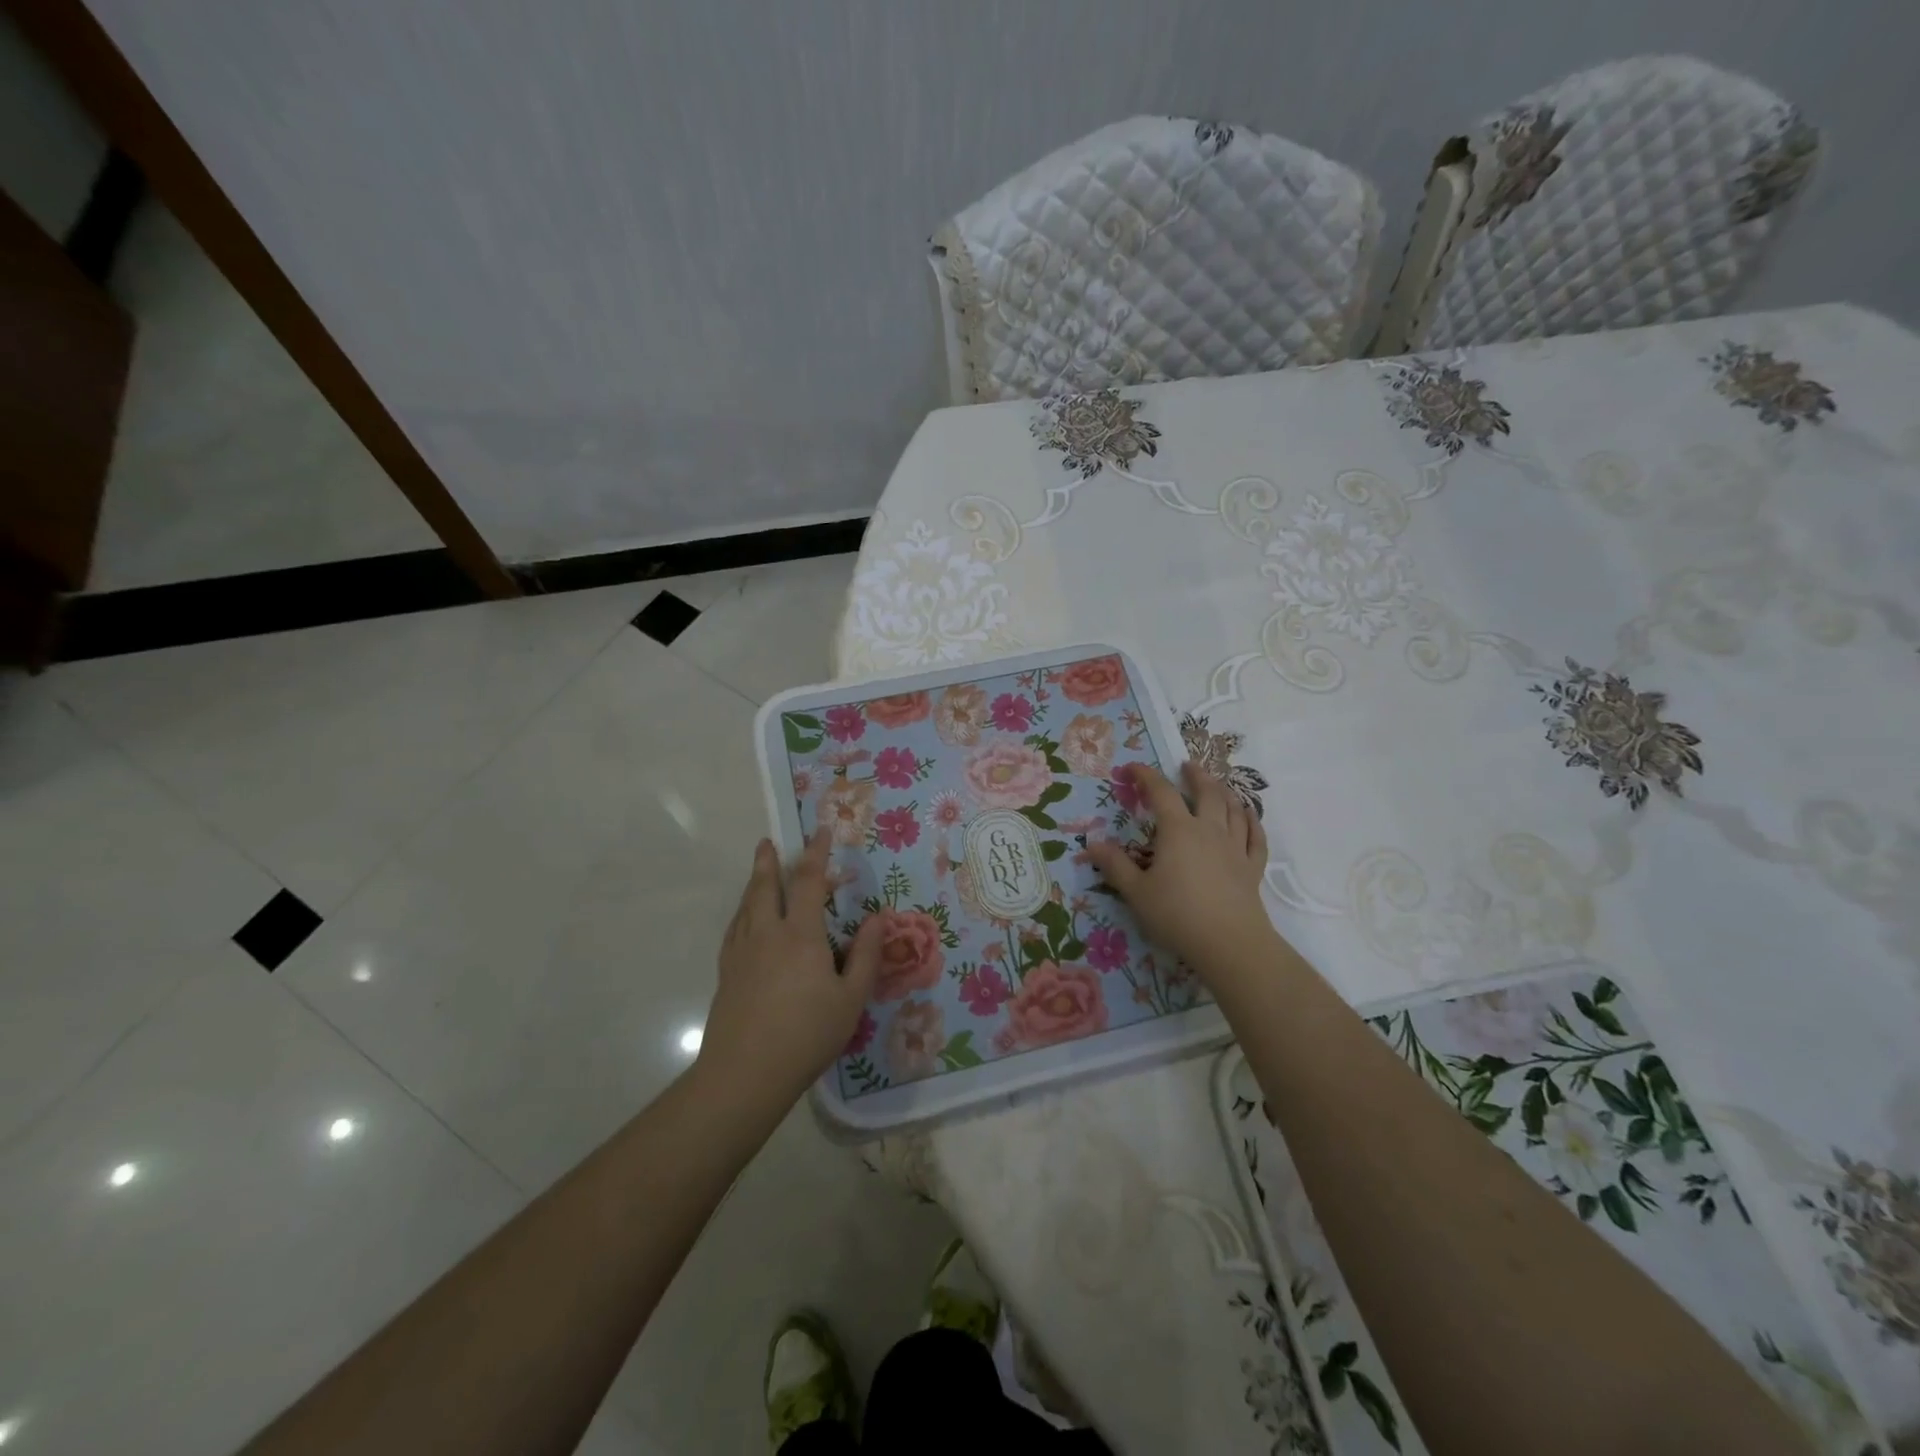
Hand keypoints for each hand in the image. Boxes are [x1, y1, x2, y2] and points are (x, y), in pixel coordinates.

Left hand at [702, 829, 883, 1102]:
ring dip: (753, 883)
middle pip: (765, 887)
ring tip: (758, 870)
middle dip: (768, 861)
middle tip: (767, 842)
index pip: (808, 881)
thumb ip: (865, 955)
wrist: (745, 1074)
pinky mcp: (726, 973)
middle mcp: (767, 934)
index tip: (821, 832)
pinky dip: (741, 912)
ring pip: (746, 906)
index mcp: (801, 935)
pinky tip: (743, 920)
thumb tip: (878, 918)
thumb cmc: (807, 1034)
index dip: (816, 854)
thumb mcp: (850, 998)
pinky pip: (734, 929)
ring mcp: (742, 953)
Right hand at [1085, 762, 1273, 972]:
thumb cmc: (1177, 915)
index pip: (1161, 793)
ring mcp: (1235, 848)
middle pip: (1207, 793)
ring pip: (1234, 810)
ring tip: (1217, 784)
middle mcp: (1209, 831)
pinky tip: (1248, 814)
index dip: (1146, 776)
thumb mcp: (1136, 892)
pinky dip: (1252, 821)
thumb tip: (1092, 844)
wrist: (1230, 943)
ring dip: (1224, 792)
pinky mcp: (1252, 868)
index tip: (1132, 768)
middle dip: (1196, 775)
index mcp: (1178, 831)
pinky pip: (1256, 837)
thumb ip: (1115, 866)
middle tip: (1187, 765)